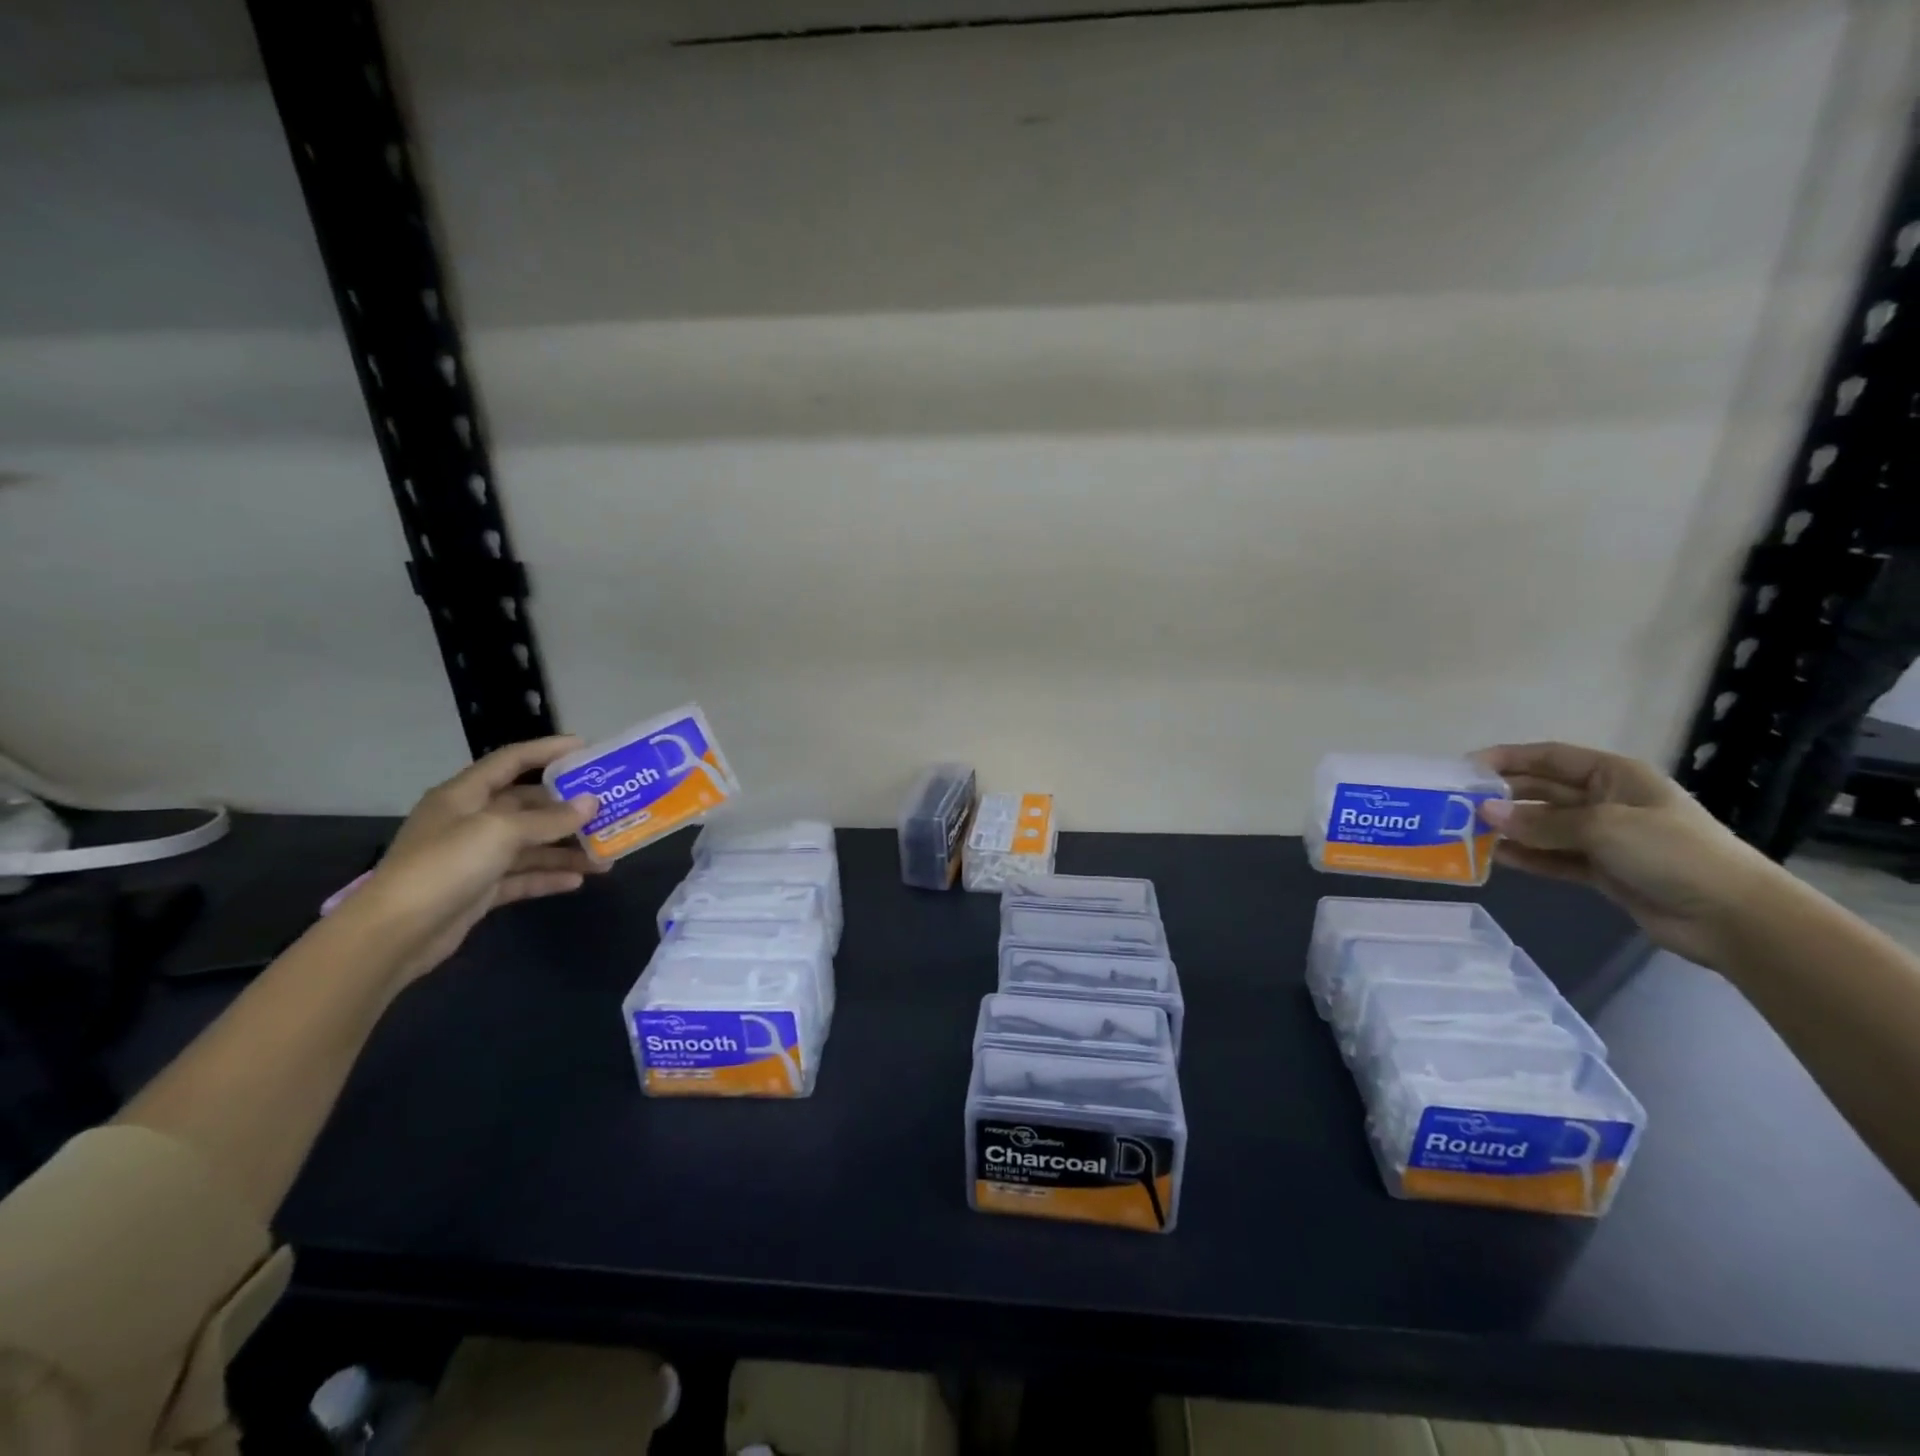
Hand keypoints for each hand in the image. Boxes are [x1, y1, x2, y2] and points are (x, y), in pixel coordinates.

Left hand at [349, 736, 599, 982]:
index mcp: (465, 795)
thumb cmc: (445, 866)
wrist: (395, 934)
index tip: (587, 749)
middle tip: (609, 809)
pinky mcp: (479, 890)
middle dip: (568, 809)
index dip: (548, 750)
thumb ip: (549, 819)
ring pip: (531, 845)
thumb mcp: (501, 832)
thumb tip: (592, 803)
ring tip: (606, 855)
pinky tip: (579, 880)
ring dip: (566, 849)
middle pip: (528, 805)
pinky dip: (549, 876)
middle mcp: (470, 821)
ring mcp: (474, 857)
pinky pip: (523, 876)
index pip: (512, 760)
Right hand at [1475, 741, 1783, 967]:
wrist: (1733, 917)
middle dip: (1502, 796)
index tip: (1464, 768)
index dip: (1507, 758)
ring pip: (1544, 826)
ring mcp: (1605, 837)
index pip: (1550, 757)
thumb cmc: (1673, 853)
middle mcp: (1606, 801)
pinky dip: (1526, 857)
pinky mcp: (1602, 870)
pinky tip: (1495, 858)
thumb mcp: (1603, 827)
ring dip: (1509, 829)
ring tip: (1466, 833)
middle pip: (1542, 791)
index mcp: (1614, 776)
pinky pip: (1553, 857)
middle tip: (1456, 805)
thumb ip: (1540, 821)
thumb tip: (1484, 813)